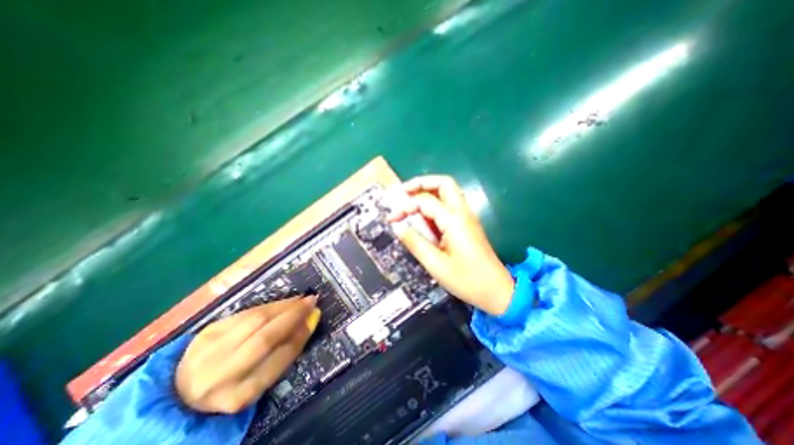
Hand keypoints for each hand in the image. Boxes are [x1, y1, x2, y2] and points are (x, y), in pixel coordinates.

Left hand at [173, 295, 319, 413]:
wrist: (182, 390)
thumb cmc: (232, 387)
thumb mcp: (258, 382)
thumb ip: (283, 354)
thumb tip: (308, 322)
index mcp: (239, 396)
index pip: (278, 360)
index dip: (300, 335)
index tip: (315, 316)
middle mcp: (221, 376)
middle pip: (265, 338)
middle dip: (293, 315)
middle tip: (312, 301)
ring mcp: (210, 351)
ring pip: (255, 320)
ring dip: (283, 306)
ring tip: (299, 299)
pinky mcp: (207, 331)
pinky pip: (246, 313)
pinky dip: (268, 305)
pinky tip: (281, 302)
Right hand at [389, 176, 514, 313]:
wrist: (497, 290)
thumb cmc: (467, 280)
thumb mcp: (436, 264)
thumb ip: (415, 243)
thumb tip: (399, 228)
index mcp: (454, 220)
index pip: (425, 201)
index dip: (405, 207)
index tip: (392, 219)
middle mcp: (462, 212)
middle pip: (443, 183)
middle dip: (421, 183)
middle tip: (403, 192)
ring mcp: (467, 216)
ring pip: (448, 191)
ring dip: (428, 191)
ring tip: (409, 200)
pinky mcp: (467, 224)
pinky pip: (449, 204)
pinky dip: (434, 203)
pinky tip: (423, 215)